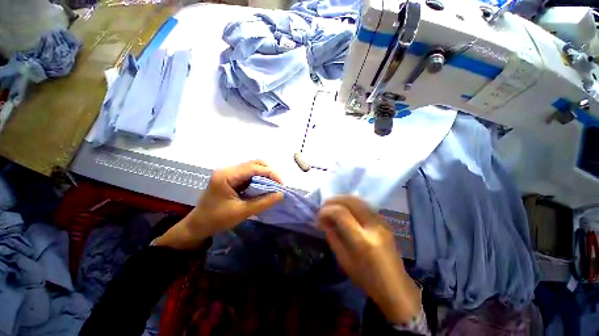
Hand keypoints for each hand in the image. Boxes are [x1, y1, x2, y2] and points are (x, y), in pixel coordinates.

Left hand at [154, 160, 282, 249]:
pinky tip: (264, 186)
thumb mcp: (242, 212)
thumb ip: (263, 202)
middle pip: (255, 163)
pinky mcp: (231, 177)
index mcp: (227, 175)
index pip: (255, 168)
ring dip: (265, 175)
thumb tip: (281, 194)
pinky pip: (249, 173)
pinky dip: (259, 178)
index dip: (271, 174)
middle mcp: (228, 169)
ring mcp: (229, 172)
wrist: (197, 225)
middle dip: (270, 173)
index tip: (282, 185)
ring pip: (253, 167)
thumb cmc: (217, 220)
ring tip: (273, 186)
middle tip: (278, 185)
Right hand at [317, 196, 420, 324]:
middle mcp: (374, 226)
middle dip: (335, 200)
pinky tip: (346, 207)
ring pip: (360, 200)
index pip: (341, 214)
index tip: (319, 215)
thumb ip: (332, 237)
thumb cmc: (366, 279)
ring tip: (333, 204)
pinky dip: (353, 202)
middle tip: (324, 205)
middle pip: (352, 201)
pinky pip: (366, 205)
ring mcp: (382, 222)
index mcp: (362, 240)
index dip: (327, 211)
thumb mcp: (343, 260)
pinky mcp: (386, 222)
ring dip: (343, 199)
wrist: (396, 287)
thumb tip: (324, 220)